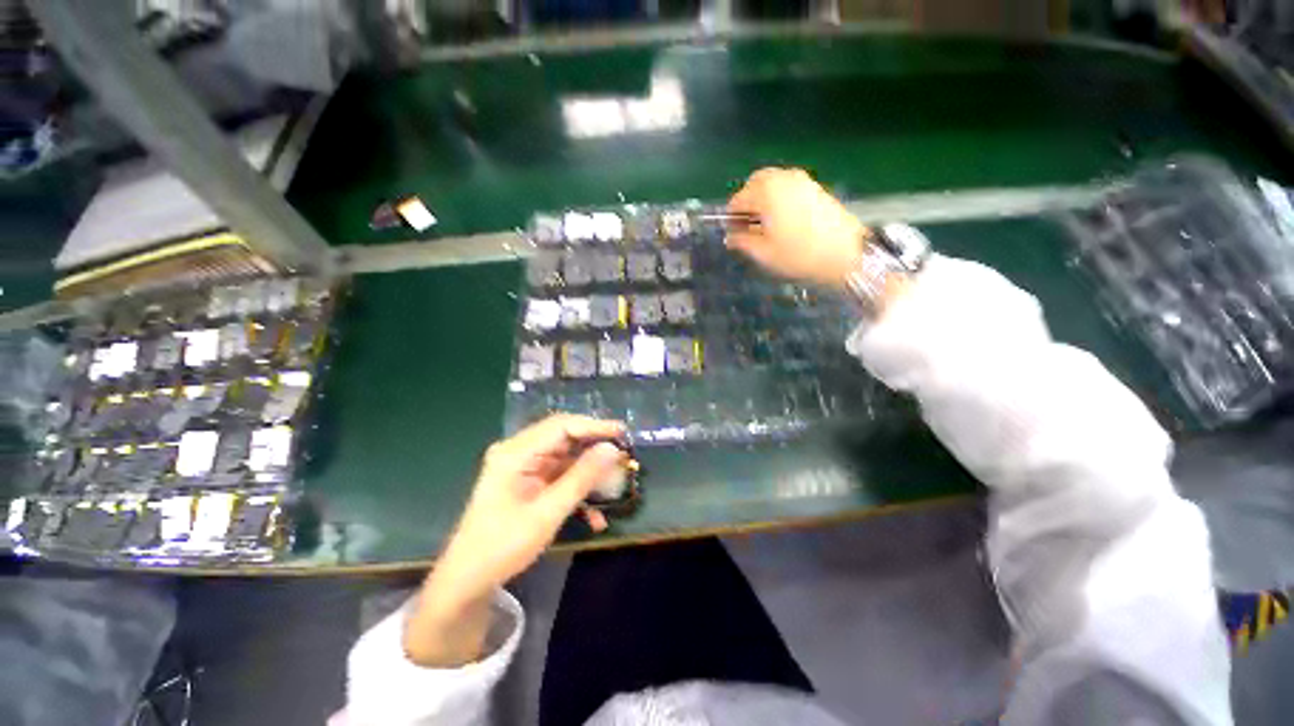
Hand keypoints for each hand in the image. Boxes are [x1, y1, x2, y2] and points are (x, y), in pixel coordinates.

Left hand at [405, 415, 627, 665]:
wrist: (468, 580)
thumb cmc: (502, 547)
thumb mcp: (547, 513)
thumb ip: (581, 478)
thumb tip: (612, 450)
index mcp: (515, 453)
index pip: (561, 426)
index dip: (594, 426)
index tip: (623, 433)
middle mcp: (519, 451)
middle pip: (565, 437)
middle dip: (595, 447)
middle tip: (623, 457)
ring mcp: (524, 465)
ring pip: (567, 456)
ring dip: (590, 472)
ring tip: (614, 485)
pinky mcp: (529, 479)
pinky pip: (561, 475)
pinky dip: (578, 489)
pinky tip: (593, 515)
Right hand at [727, 167, 866, 289]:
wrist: (846, 253)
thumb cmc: (799, 255)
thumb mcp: (763, 253)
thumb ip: (741, 242)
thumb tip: (730, 237)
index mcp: (765, 192)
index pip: (737, 201)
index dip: (732, 220)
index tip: (735, 237)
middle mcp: (782, 178)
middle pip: (753, 183)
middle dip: (746, 203)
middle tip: (748, 228)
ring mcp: (801, 180)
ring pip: (772, 182)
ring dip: (762, 199)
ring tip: (766, 225)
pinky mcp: (814, 187)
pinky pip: (787, 186)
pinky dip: (778, 197)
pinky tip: (783, 220)